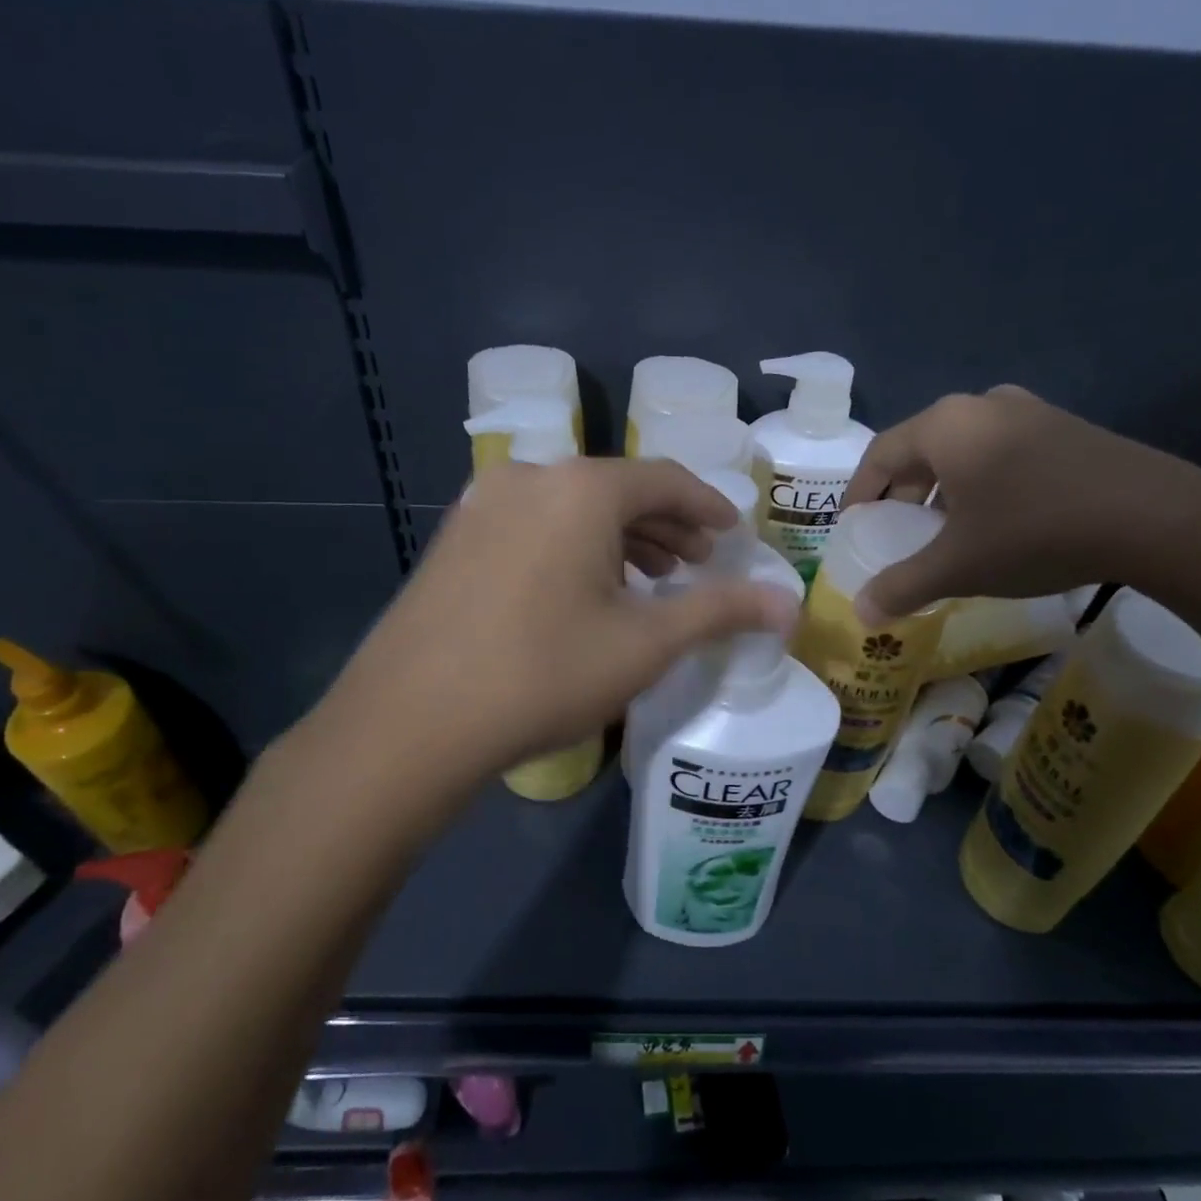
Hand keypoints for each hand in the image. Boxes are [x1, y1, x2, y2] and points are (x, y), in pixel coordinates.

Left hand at [325, 458, 798, 777]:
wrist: (412, 721)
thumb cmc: (544, 673)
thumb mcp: (645, 644)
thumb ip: (720, 611)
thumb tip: (789, 602)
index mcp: (581, 488)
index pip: (665, 479)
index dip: (708, 506)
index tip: (733, 533)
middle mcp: (529, 478)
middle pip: (617, 489)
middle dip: (665, 524)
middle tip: (697, 561)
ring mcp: (482, 505)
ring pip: (571, 508)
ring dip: (619, 537)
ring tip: (648, 579)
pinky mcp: (453, 538)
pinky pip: (533, 526)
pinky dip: (572, 546)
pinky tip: (582, 590)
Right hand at [844, 387, 1200, 619]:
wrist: (1157, 518)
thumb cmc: (1034, 532)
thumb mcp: (959, 566)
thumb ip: (902, 586)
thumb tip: (861, 612)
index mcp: (945, 426)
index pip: (879, 455)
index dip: (859, 494)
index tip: (853, 527)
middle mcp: (981, 405)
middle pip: (920, 449)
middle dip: (902, 493)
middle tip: (898, 532)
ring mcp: (1029, 411)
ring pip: (962, 450)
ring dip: (942, 489)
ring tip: (945, 530)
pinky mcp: (1065, 427)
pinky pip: (1000, 450)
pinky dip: (981, 482)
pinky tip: (996, 519)